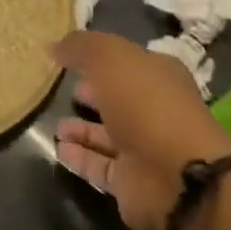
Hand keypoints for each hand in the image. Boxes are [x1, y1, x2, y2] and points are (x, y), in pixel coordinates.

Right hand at [51, 31, 230, 229]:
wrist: (177, 178)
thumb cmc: (146, 104)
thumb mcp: (109, 58)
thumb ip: (80, 47)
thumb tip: (53, 46)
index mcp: (158, 75)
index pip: (127, 61)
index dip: (99, 57)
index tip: (69, 57)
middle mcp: (153, 110)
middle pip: (117, 98)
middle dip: (91, 94)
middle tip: (61, 89)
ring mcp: (145, 148)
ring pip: (107, 135)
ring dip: (81, 130)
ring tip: (54, 124)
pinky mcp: (132, 183)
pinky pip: (100, 166)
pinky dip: (80, 158)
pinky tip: (58, 149)